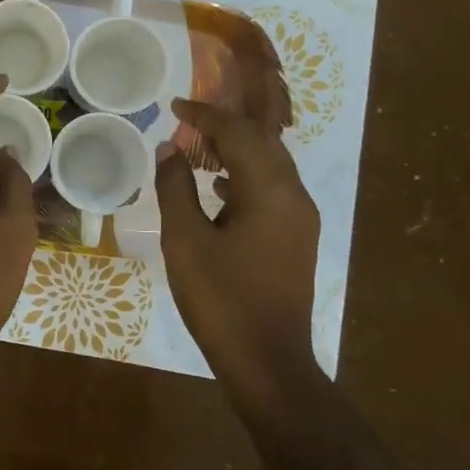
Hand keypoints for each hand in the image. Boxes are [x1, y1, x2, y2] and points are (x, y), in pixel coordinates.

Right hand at [155, 98, 319, 392]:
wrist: (268, 363)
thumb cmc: (222, 300)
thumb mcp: (185, 241)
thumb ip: (175, 189)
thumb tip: (169, 149)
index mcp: (269, 190)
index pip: (238, 133)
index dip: (204, 115)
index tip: (175, 106)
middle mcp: (294, 196)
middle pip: (262, 143)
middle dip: (224, 127)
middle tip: (187, 122)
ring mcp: (300, 219)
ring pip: (269, 166)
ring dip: (235, 151)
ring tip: (197, 150)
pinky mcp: (296, 239)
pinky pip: (271, 191)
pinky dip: (243, 178)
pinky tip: (217, 189)